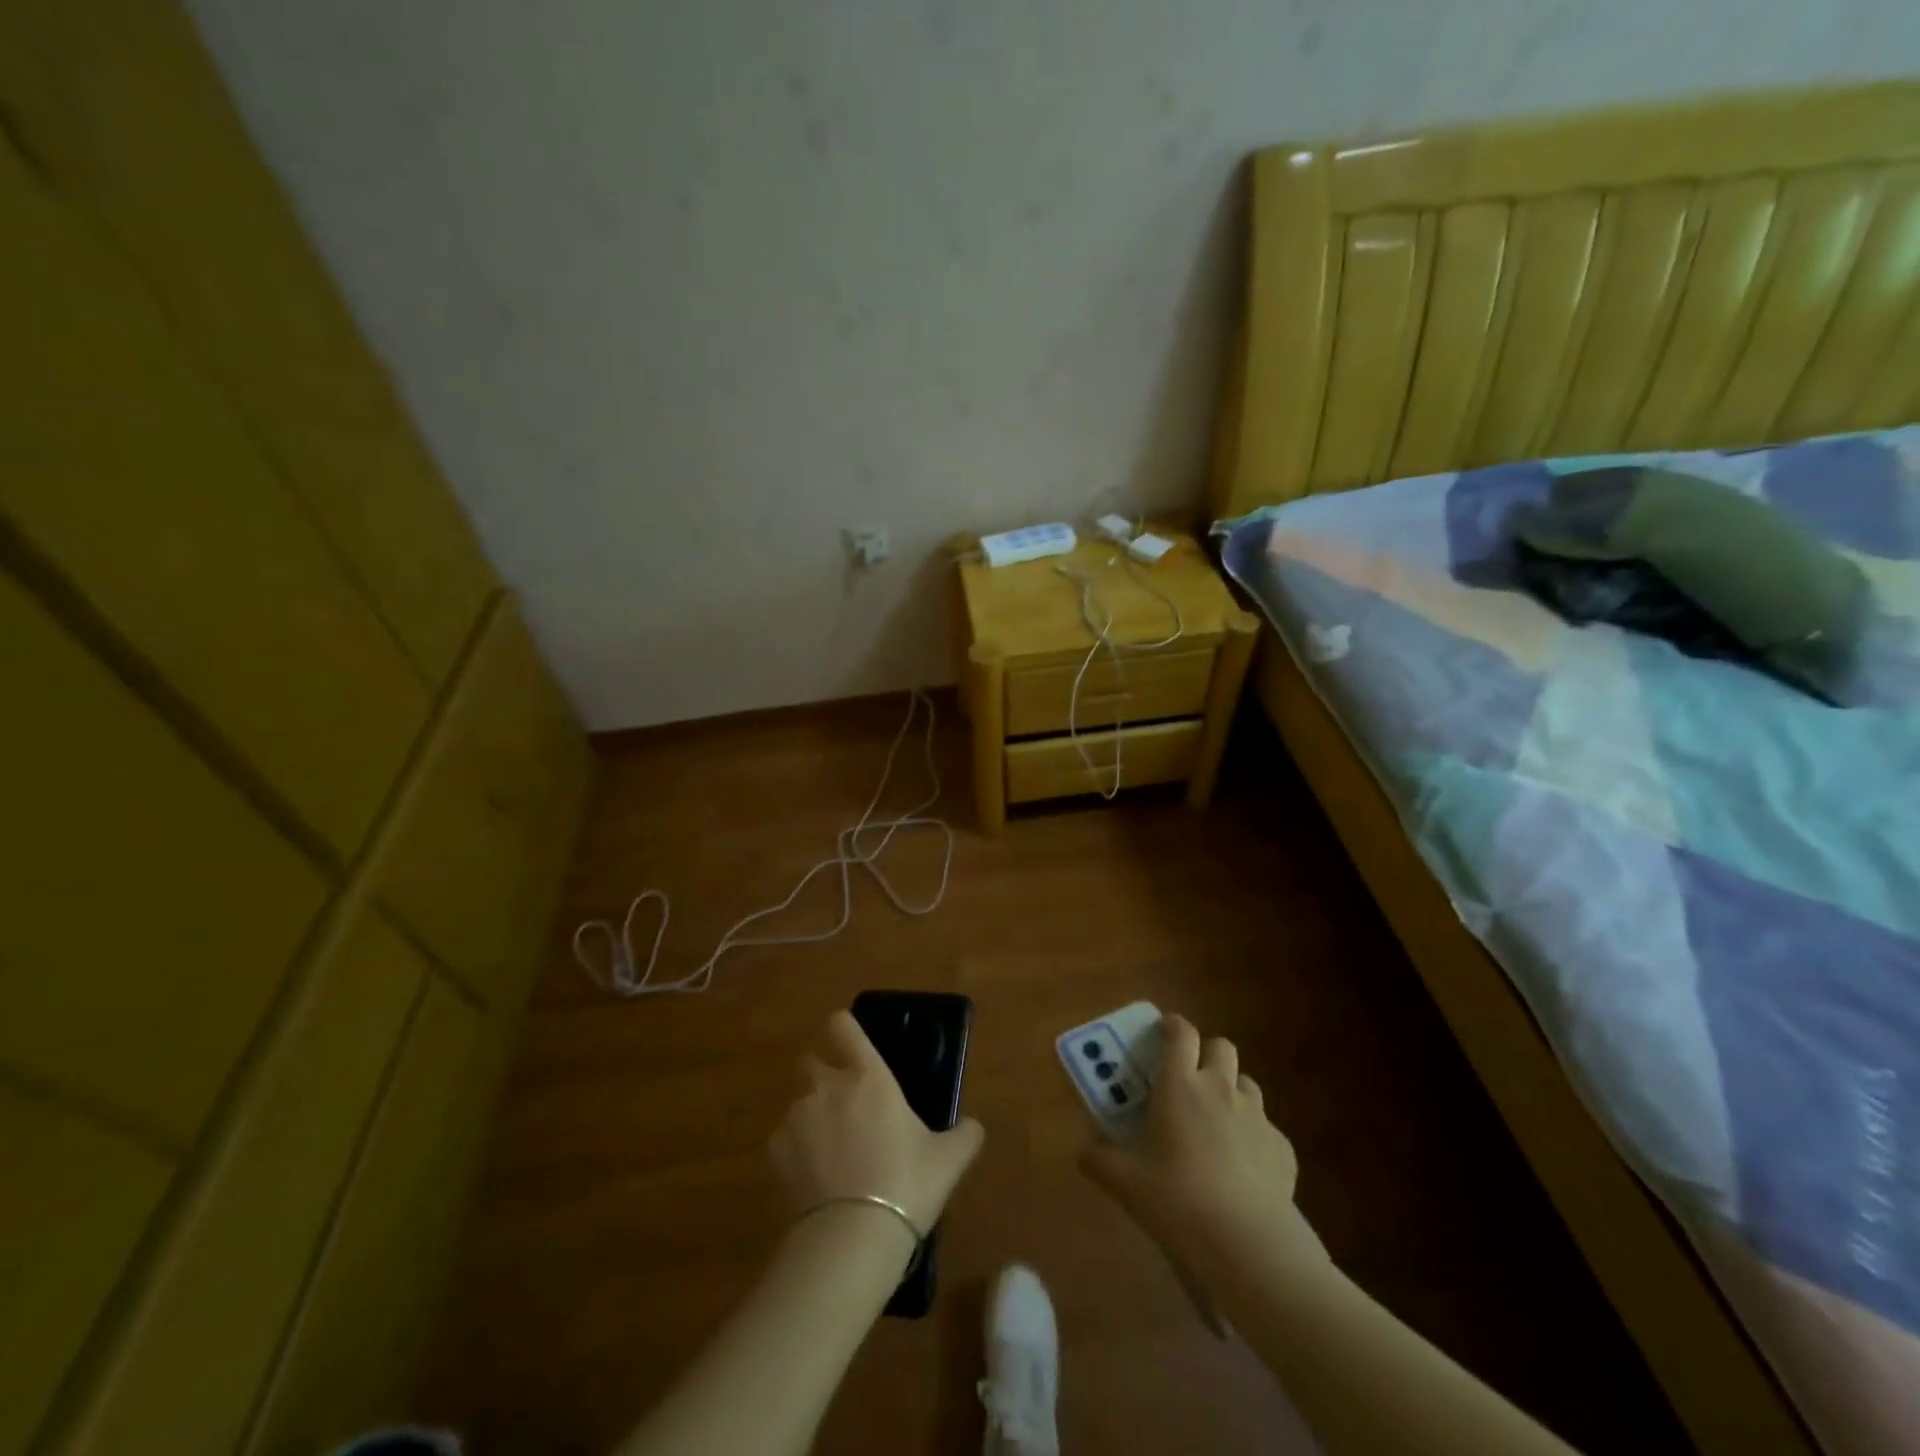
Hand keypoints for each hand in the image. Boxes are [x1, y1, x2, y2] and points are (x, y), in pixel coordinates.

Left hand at [770, 1010, 985, 1239]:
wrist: (851, 1238)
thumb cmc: (906, 1185)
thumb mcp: (949, 1160)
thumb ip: (965, 1135)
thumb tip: (973, 1126)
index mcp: (868, 1076)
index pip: (843, 1027)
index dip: (844, 1028)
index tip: (850, 1039)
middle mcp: (827, 1086)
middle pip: (811, 1059)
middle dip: (822, 1071)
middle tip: (843, 1101)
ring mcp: (797, 1117)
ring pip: (798, 1101)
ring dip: (811, 1115)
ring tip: (830, 1149)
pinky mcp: (774, 1152)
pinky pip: (784, 1139)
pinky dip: (796, 1151)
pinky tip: (813, 1178)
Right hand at [1080, 1015, 1309, 1268]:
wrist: (1249, 1245)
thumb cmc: (1178, 1201)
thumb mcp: (1127, 1184)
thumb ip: (1100, 1161)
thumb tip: (1085, 1152)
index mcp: (1180, 1085)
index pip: (1181, 1034)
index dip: (1172, 1026)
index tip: (1163, 1031)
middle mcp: (1220, 1089)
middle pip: (1221, 1046)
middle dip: (1207, 1053)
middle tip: (1190, 1078)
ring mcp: (1257, 1117)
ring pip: (1247, 1083)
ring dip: (1232, 1090)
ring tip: (1217, 1121)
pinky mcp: (1283, 1149)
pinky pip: (1267, 1128)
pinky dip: (1254, 1136)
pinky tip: (1244, 1168)